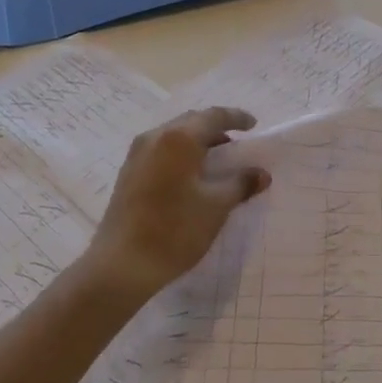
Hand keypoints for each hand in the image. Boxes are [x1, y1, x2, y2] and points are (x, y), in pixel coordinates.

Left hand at [82, 107, 270, 300]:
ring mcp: (137, 154)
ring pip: (174, 136)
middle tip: (236, 144)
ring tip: (216, 161)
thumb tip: (261, 174)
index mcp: (179, 138)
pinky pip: (161, 150)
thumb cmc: (174, 230)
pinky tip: (191, 177)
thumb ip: (240, 184)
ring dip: (197, 142)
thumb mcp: (216, 207)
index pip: (214, 116)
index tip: (254, 125)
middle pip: (192, 121)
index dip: (237, 118)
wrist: (120, 266)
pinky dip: (181, 154)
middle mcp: (155, 137)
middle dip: (216, 129)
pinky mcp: (128, 172)